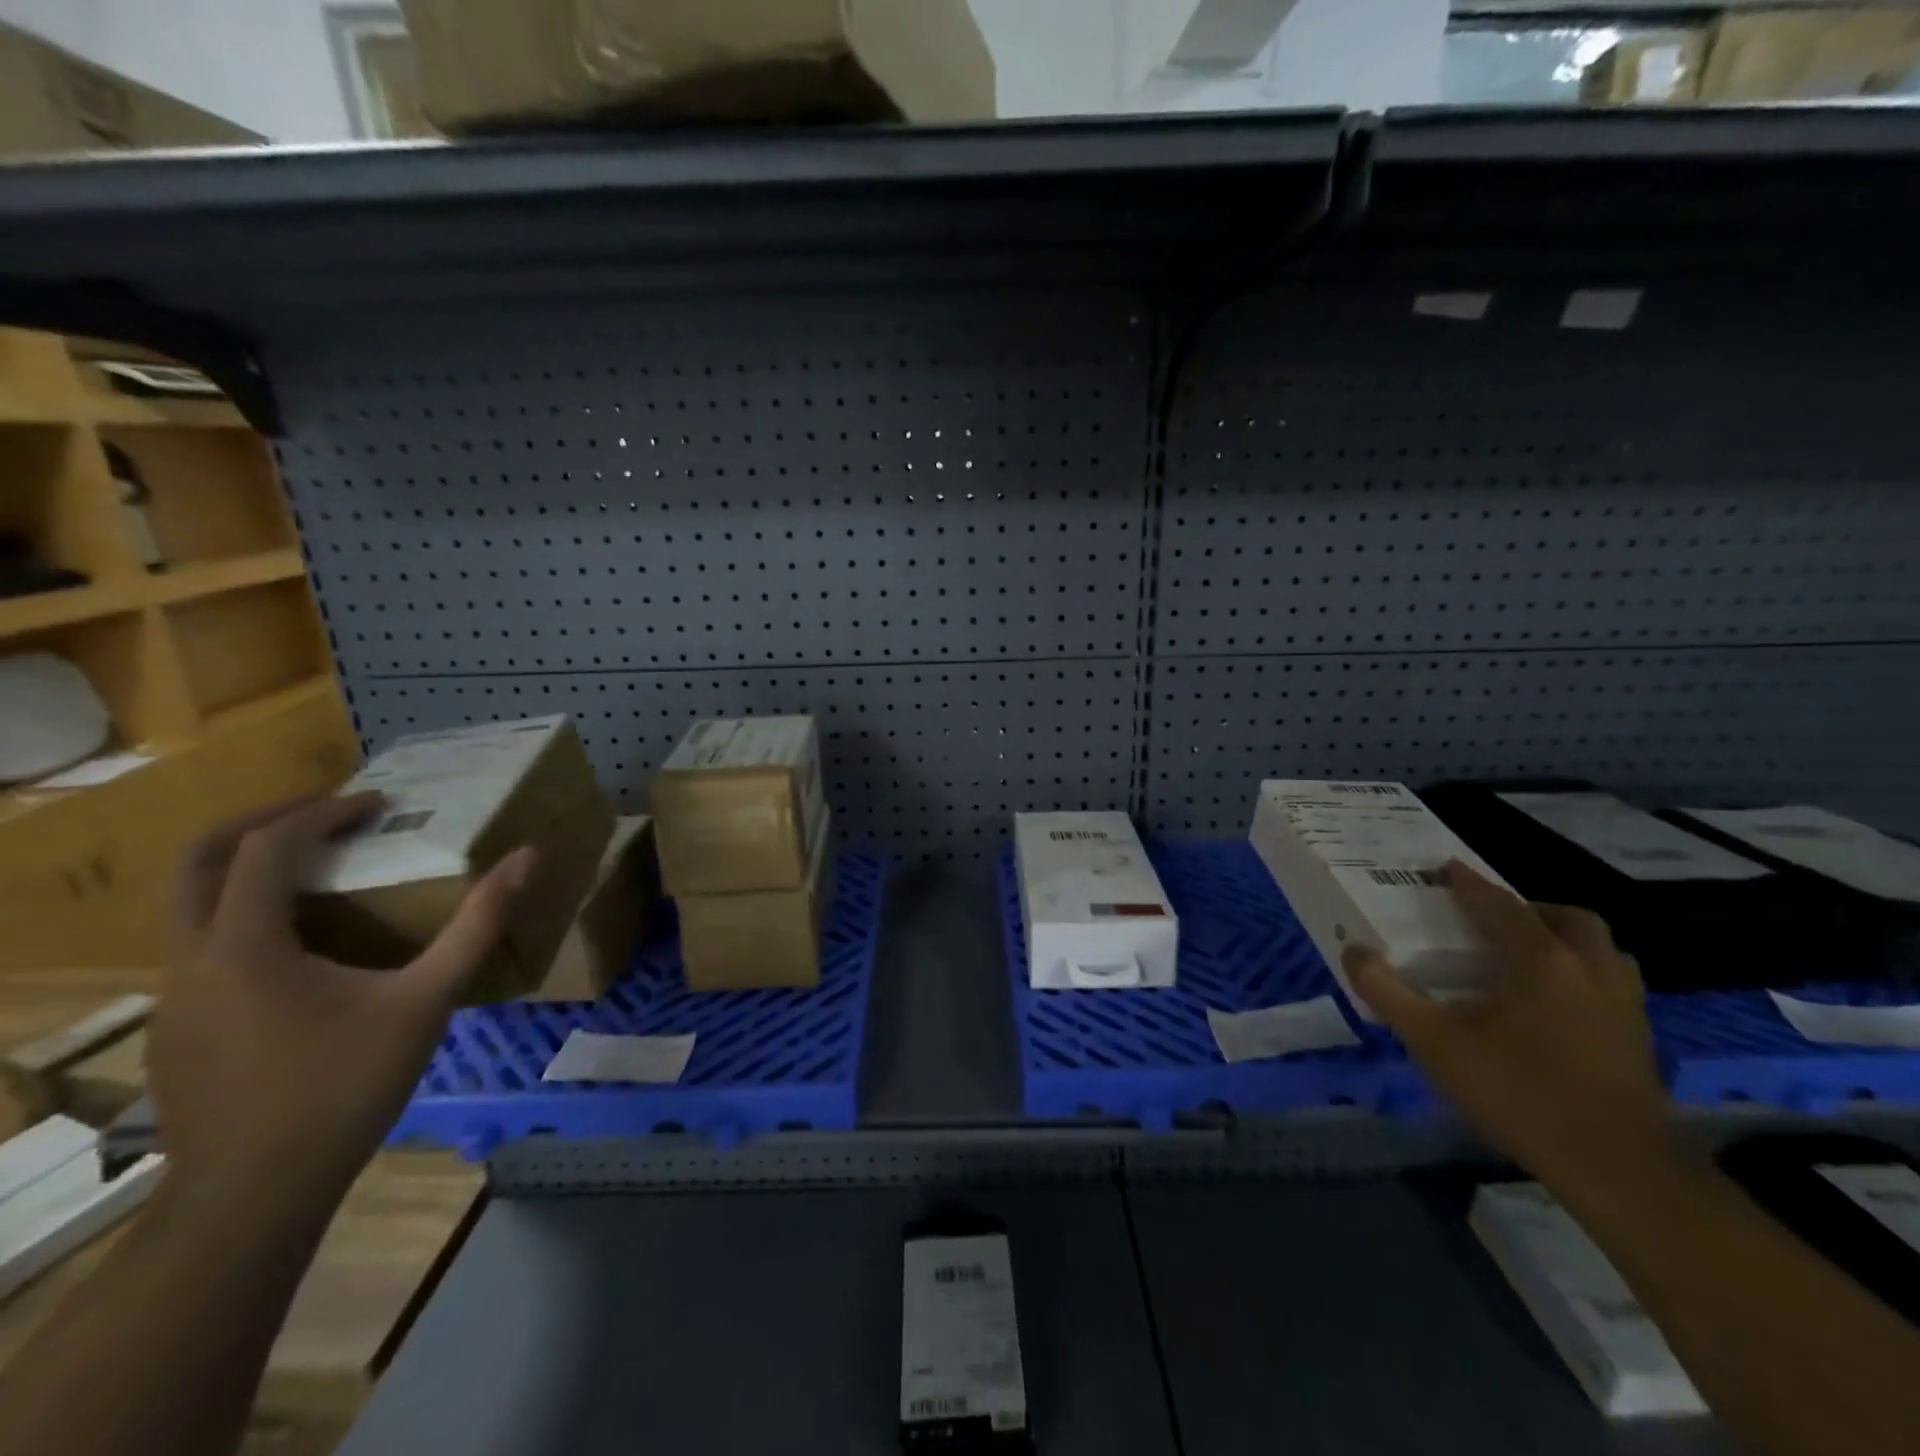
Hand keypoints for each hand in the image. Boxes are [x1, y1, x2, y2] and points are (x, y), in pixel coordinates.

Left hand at [151, 793, 533, 1222]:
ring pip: (193, 907)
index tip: (379, 804)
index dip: (325, 812)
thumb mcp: (426, 1001)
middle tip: (328, 813)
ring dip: (253, 873)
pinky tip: (304, 953)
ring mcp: (173, 999)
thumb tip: (527, 858)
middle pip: (201, 861)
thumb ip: (478, 926)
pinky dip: (248, 919)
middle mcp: (191, 960)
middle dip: (262, 822)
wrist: (251, 1198)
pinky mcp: (177, 1031)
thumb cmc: (342, 1088)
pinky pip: (203, 949)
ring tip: (324, 874)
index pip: (269, 846)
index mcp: (244, 945)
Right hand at [1343, 861, 1676, 1194]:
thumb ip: (1388, 993)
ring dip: (1565, 941)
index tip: (1447, 868)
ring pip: (1602, 951)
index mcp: (1540, 961)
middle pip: (1568, 919)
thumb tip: (1355, 952)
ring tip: (1527, 958)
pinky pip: (1612, 984)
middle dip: (1529, 909)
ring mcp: (1624, 1005)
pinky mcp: (1640, 1039)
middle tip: (1493, 921)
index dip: (1469, 884)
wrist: (1618, 1170)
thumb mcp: (1434, 1043)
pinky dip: (1583, 976)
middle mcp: (1590, 970)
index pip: (1500, 906)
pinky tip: (1556, 1006)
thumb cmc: (1519, 1093)